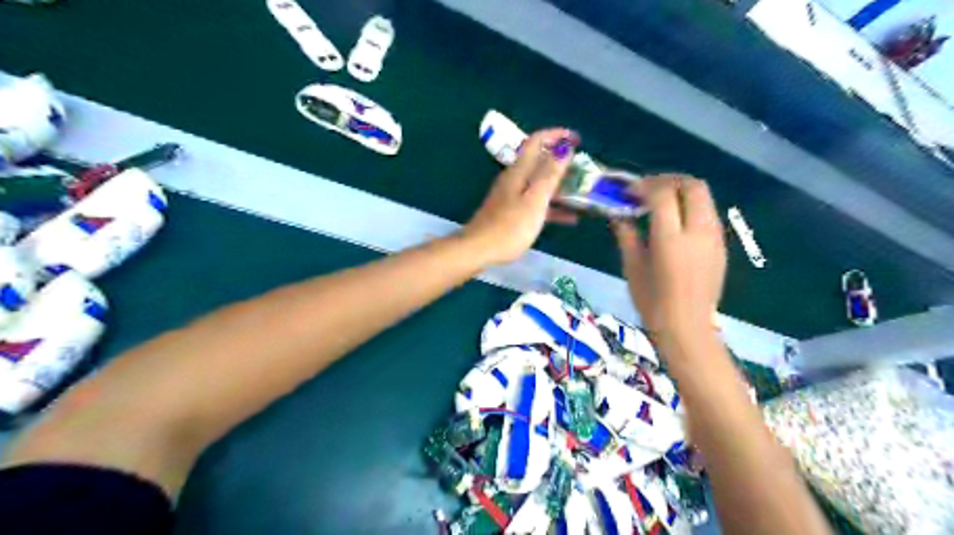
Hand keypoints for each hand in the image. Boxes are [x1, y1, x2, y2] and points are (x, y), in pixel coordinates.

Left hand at [461, 128, 577, 264]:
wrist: (479, 250)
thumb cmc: (510, 226)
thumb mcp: (535, 200)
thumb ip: (550, 174)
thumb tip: (564, 148)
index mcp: (519, 171)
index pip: (537, 141)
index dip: (557, 135)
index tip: (577, 139)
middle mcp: (514, 178)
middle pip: (539, 161)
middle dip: (562, 161)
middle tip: (584, 169)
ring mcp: (511, 196)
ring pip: (539, 183)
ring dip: (559, 185)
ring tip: (582, 193)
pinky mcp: (511, 212)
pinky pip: (536, 202)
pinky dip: (552, 205)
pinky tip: (570, 218)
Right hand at [614, 173, 727, 332]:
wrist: (688, 328)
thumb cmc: (653, 302)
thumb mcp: (632, 267)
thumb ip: (627, 235)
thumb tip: (619, 214)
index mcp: (671, 239)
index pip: (663, 194)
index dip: (645, 186)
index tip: (629, 192)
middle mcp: (698, 231)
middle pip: (692, 186)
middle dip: (669, 180)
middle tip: (648, 190)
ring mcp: (714, 238)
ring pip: (704, 197)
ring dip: (681, 192)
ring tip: (661, 204)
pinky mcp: (721, 246)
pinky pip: (708, 213)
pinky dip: (691, 206)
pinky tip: (675, 222)